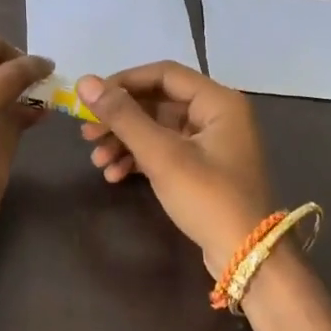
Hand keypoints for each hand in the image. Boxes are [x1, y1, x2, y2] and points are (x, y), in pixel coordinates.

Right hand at [77, 62, 274, 277]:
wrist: (246, 256)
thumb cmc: (208, 197)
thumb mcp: (162, 155)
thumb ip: (123, 116)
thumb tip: (85, 81)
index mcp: (218, 102)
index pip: (164, 74)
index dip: (124, 82)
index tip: (91, 99)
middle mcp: (217, 115)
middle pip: (158, 102)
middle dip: (120, 119)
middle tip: (87, 134)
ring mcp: (210, 143)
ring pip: (157, 129)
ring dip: (125, 141)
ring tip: (97, 160)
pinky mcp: (202, 168)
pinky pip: (164, 151)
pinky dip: (139, 159)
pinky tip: (114, 175)